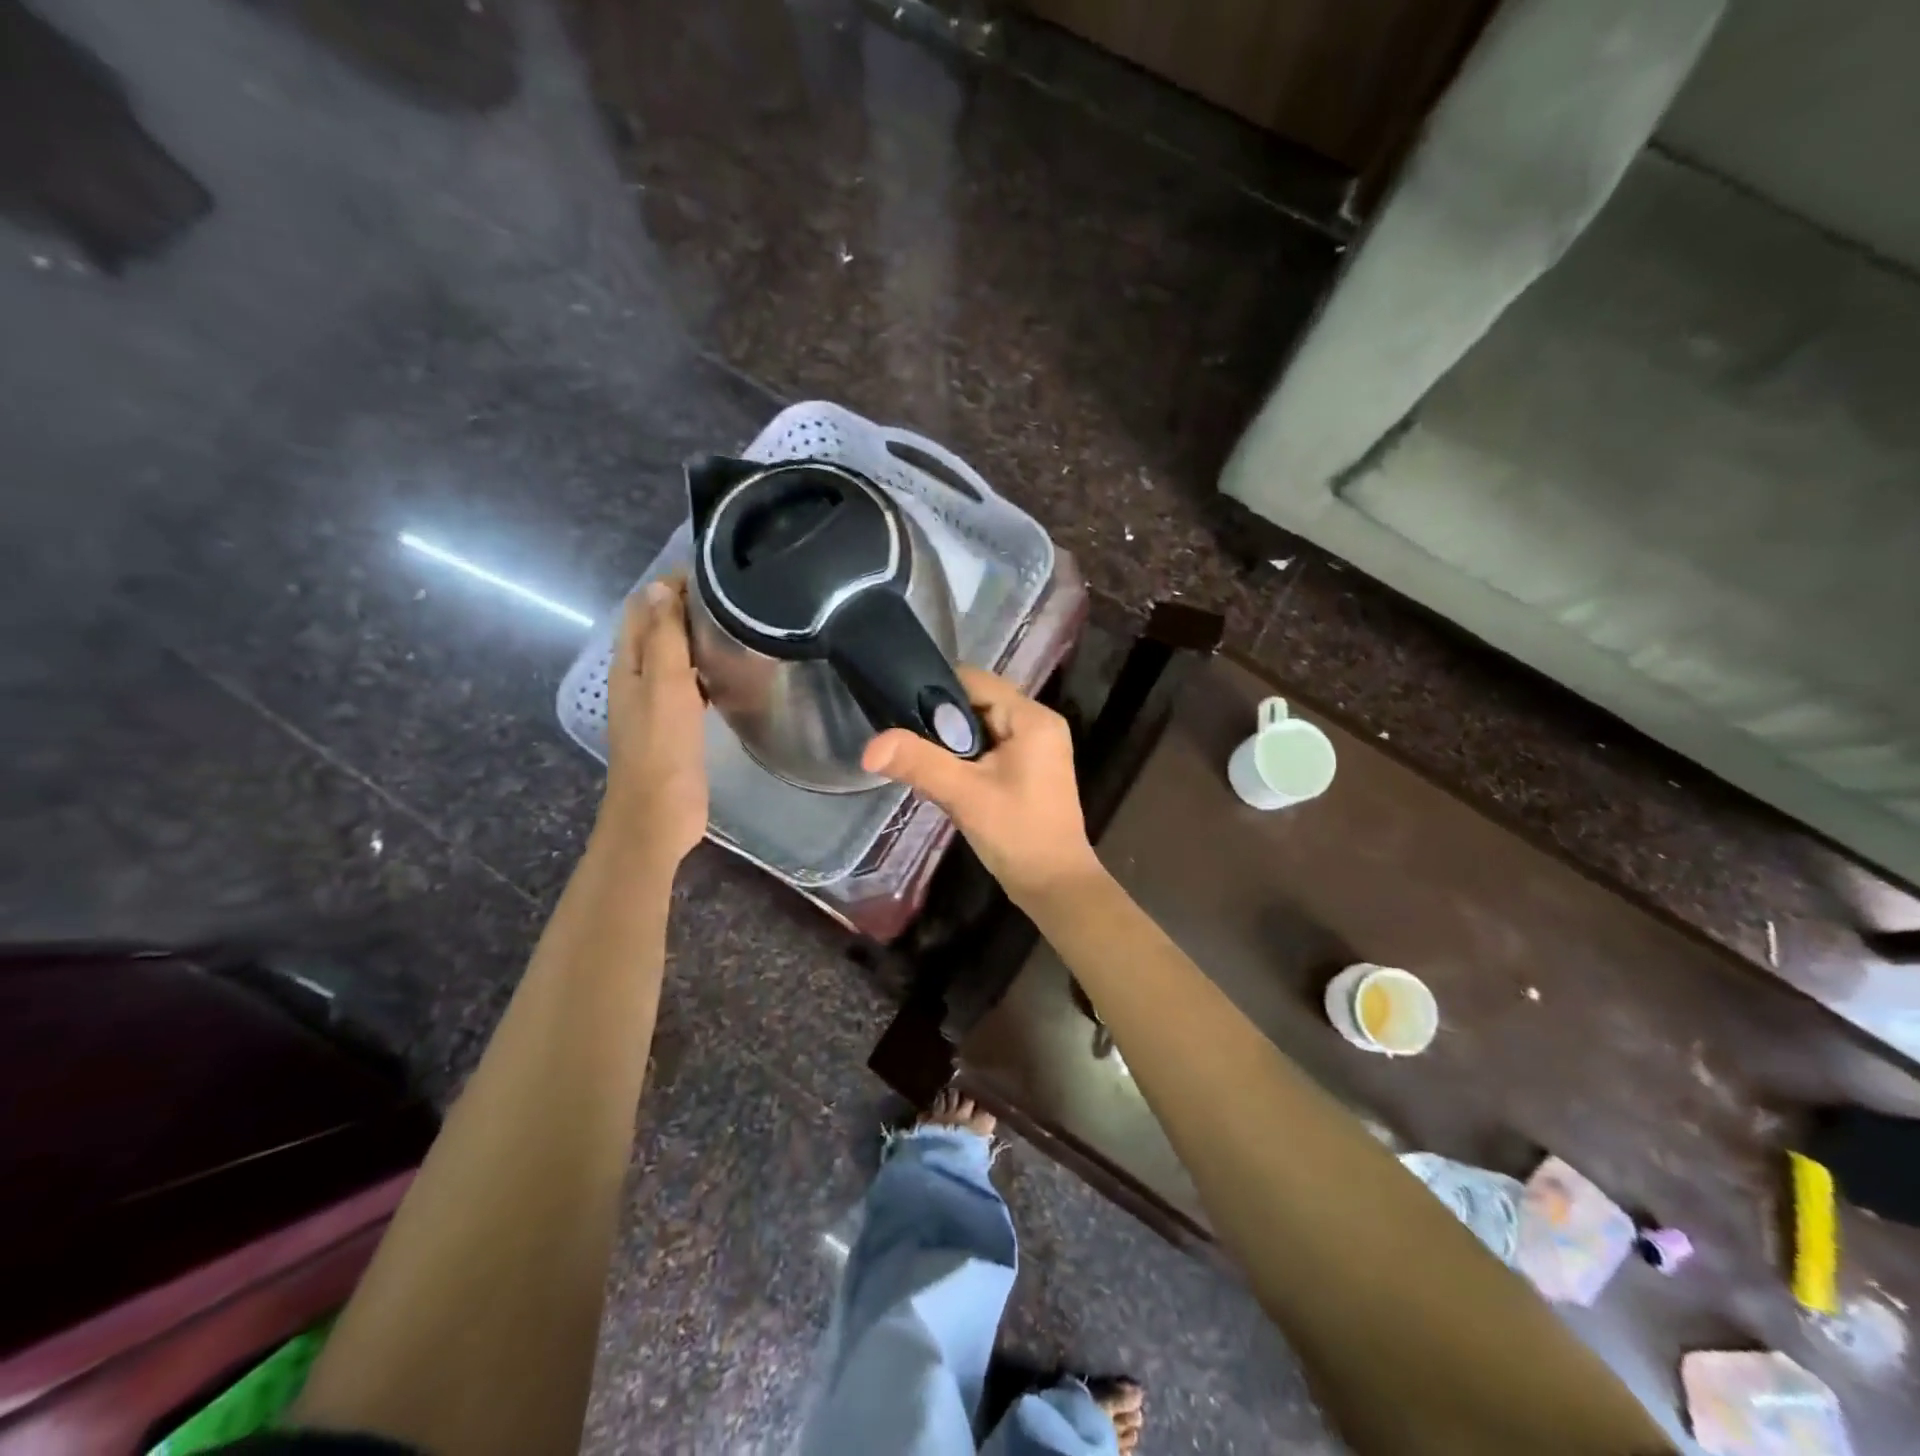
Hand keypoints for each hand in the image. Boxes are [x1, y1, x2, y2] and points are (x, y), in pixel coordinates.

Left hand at [600, 576, 707, 867]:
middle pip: (657, 629)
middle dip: (686, 607)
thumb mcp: (664, 685)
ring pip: (674, 657)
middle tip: (734, 596)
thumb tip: (658, 586)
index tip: (714, 572)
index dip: (671, 585)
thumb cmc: (662, 748)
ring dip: (696, 638)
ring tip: (736, 625)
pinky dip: (704, 669)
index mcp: (629, 664)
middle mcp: (638, 678)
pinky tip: (730, 673)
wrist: (657, 815)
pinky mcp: (676, 726)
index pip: (644, 608)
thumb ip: (663, 637)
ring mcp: (656, 704)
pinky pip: (689, 685)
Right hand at [861, 667, 1101, 905]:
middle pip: (976, 703)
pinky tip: (942, 781)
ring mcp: (1035, 749)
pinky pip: (988, 750)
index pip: (974, 680)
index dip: (935, 692)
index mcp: (1032, 718)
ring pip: (979, 729)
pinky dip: (964, 761)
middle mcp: (1038, 724)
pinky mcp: (1028, 771)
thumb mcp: (964, 795)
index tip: (900, 712)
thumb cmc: (1017, 834)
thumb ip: (919, 763)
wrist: (1055, 886)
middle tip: (906, 745)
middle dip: (940, 723)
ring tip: (919, 765)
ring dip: (949, 745)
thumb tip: (869, 746)